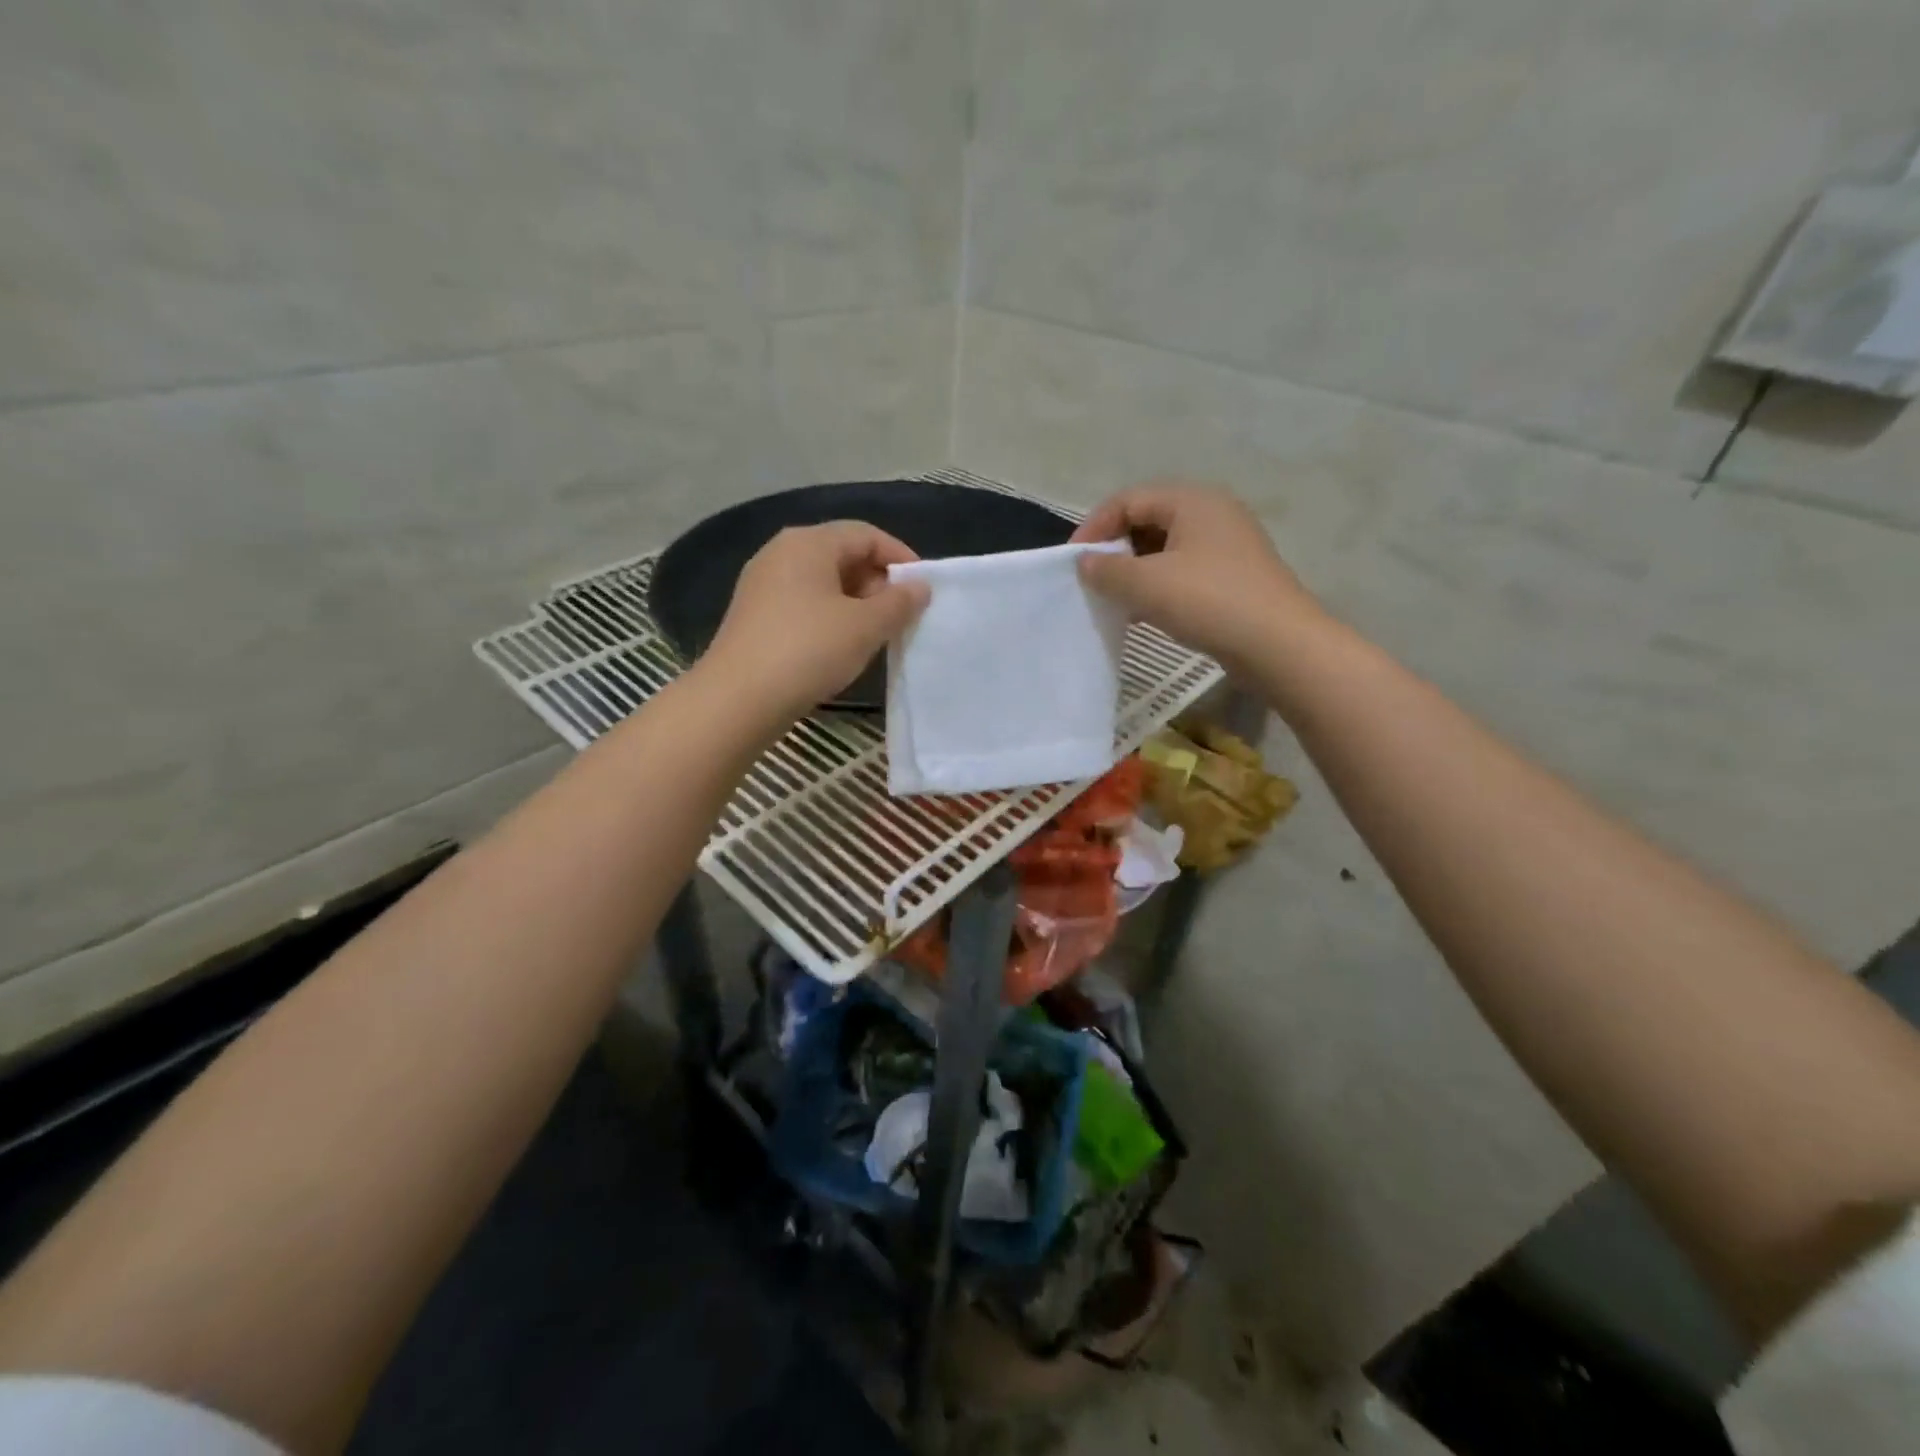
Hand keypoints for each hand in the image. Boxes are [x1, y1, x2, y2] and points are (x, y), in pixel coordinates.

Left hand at [704, 521, 929, 723]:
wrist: (739, 698)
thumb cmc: (809, 651)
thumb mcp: (865, 627)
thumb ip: (899, 602)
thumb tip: (920, 586)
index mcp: (808, 542)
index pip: (866, 534)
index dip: (900, 557)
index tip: (923, 589)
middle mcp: (781, 552)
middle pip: (842, 553)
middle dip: (877, 581)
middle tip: (900, 615)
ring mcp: (763, 583)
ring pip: (823, 581)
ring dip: (856, 602)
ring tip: (876, 633)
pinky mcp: (755, 614)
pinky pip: (804, 602)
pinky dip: (830, 615)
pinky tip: (841, 645)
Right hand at [1071, 482, 1319, 668]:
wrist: (1278, 645)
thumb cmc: (1209, 602)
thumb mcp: (1147, 584)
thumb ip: (1107, 569)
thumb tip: (1085, 562)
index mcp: (1192, 500)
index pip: (1128, 499)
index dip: (1094, 527)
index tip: (1073, 562)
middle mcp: (1212, 513)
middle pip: (1147, 520)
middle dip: (1114, 548)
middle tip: (1091, 579)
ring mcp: (1226, 546)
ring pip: (1165, 548)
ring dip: (1134, 570)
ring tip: (1113, 598)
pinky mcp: (1232, 577)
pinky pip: (1183, 570)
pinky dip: (1157, 585)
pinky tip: (1142, 612)